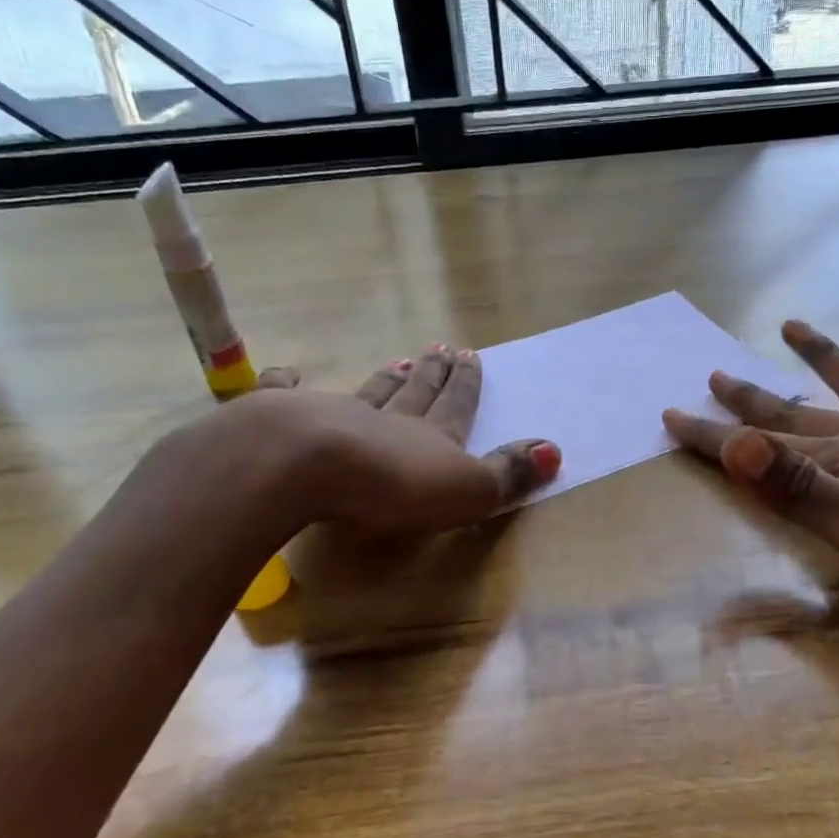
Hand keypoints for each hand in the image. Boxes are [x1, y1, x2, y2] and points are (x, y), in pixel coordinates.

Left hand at [213, 344, 559, 535]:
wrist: (308, 466)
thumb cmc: (395, 484)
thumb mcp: (468, 488)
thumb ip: (509, 472)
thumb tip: (556, 449)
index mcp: (431, 436)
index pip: (456, 405)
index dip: (466, 384)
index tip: (472, 356)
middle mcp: (387, 419)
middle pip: (416, 391)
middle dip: (433, 373)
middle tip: (440, 349)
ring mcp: (334, 416)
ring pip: (367, 393)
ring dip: (386, 379)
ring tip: (399, 362)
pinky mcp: (282, 420)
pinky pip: (286, 395)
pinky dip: (288, 384)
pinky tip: (289, 372)